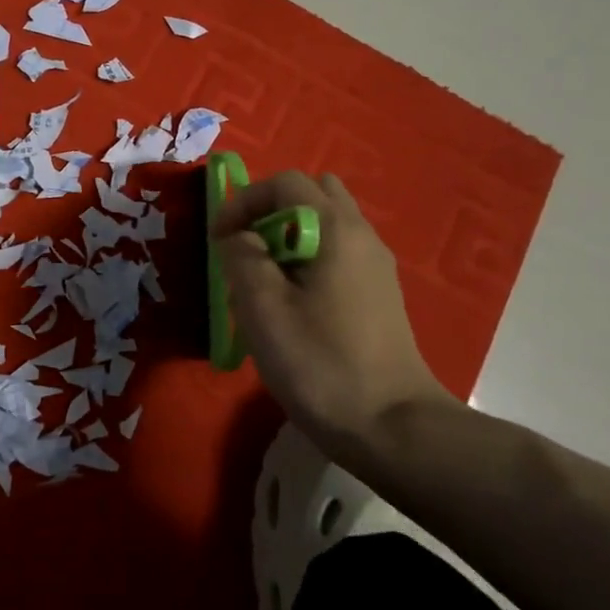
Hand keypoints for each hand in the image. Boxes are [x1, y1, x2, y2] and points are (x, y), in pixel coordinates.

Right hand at [214, 171, 450, 458]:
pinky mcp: (379, 294)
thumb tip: (240, 236)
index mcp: (336, 229)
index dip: (244, 201)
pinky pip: (337, 253)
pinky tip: (294, 303)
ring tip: (265, 278)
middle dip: (270, 211)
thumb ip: (243, 256)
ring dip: (289, 237)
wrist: (391, 426)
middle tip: (246, 249)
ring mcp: (375, 265)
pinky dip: (308, 259)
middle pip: (313, 194)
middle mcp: (362, 235)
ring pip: (326, 225)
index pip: (285, 183)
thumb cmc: (319, 362)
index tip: (219, 239)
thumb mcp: (263, 307)